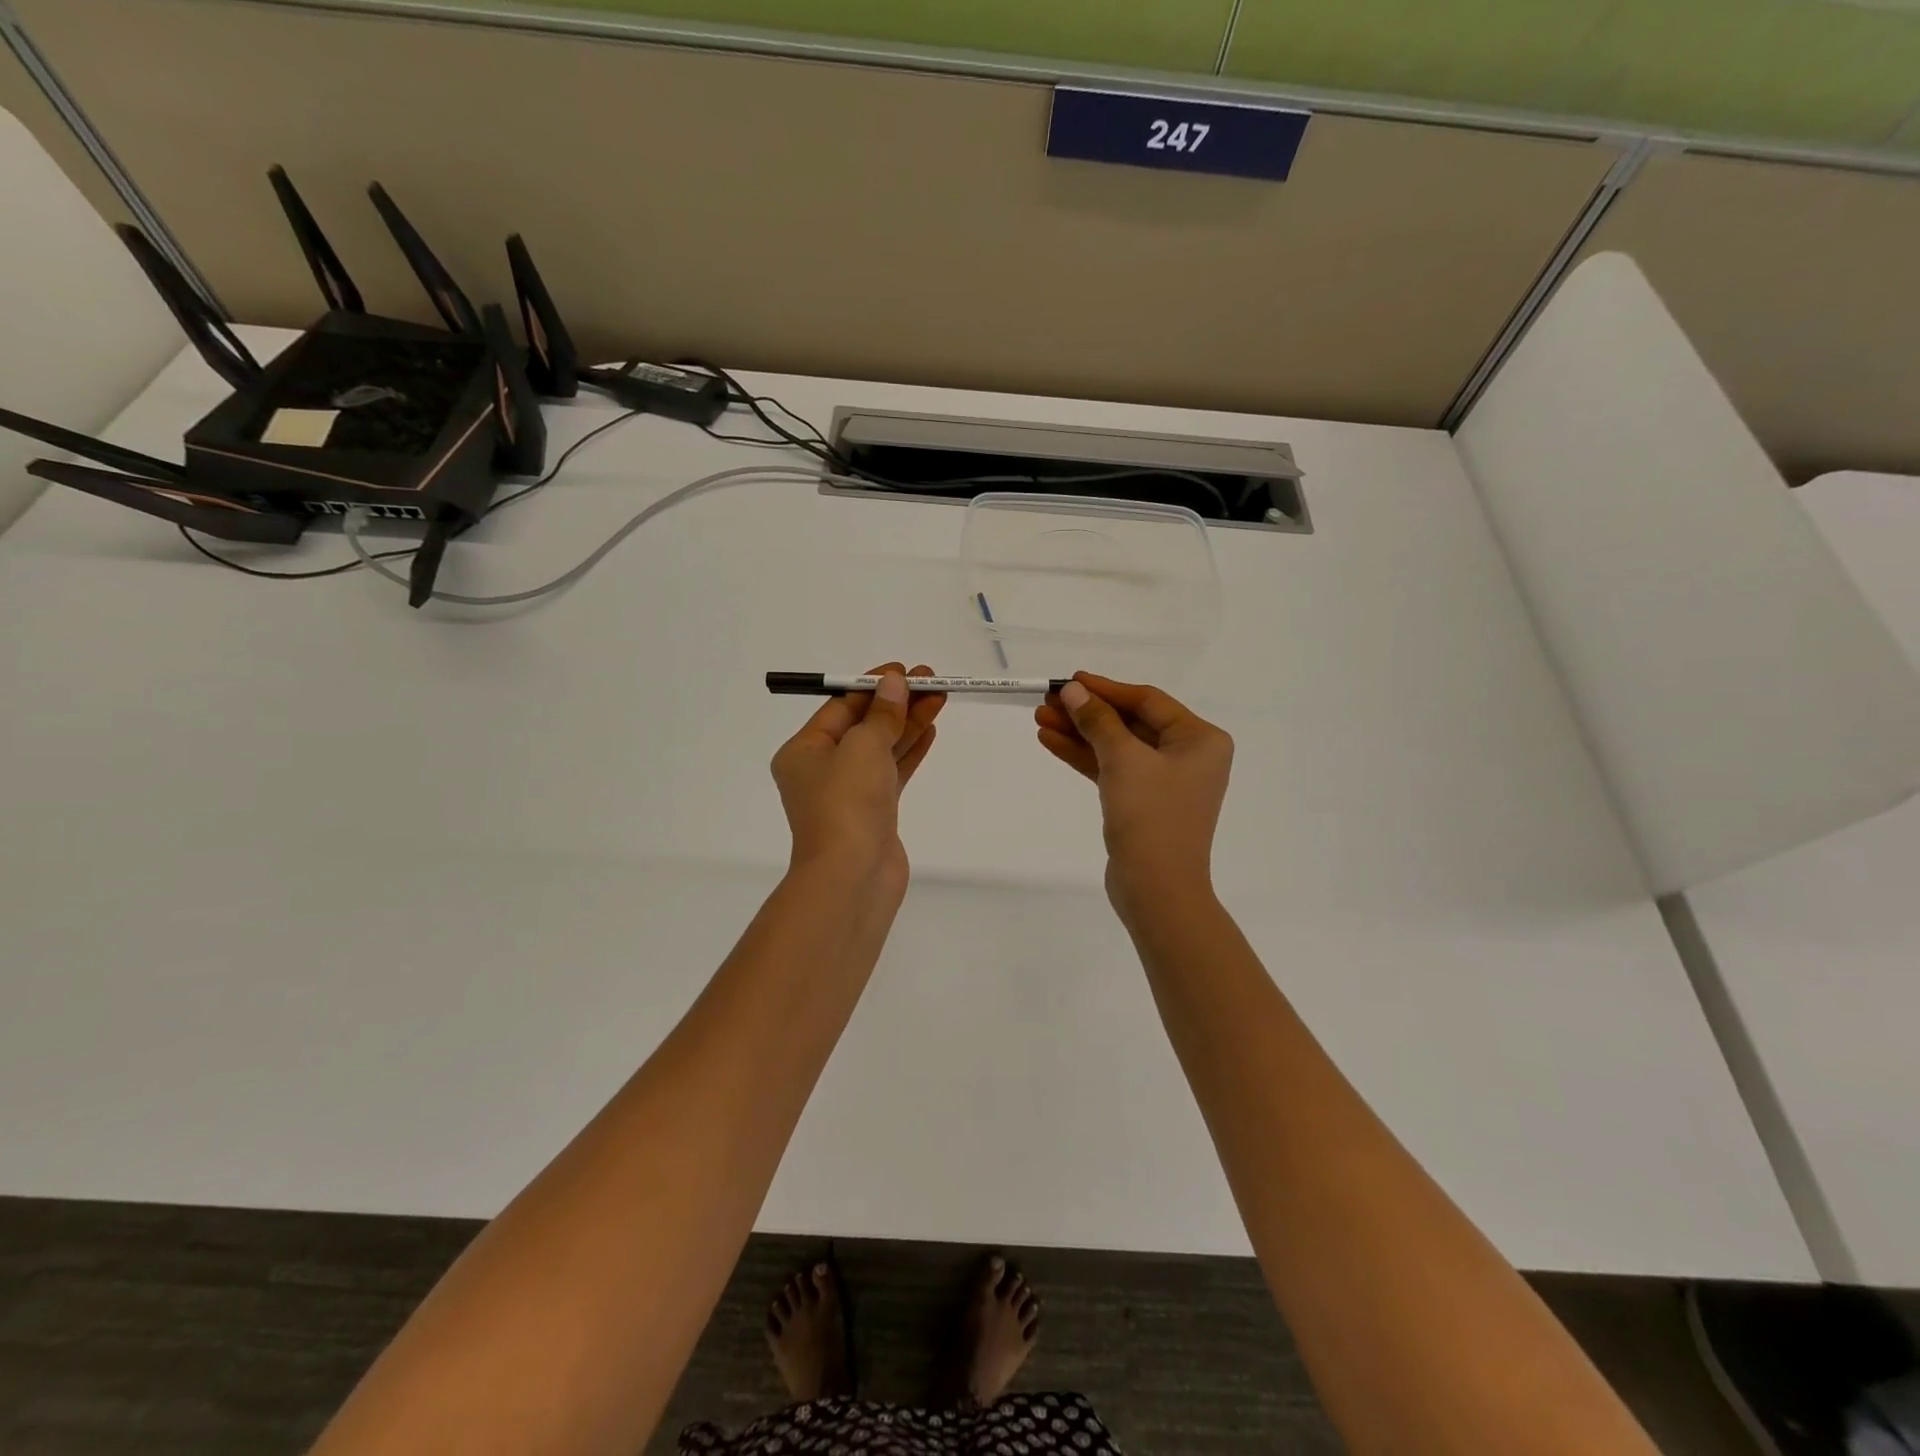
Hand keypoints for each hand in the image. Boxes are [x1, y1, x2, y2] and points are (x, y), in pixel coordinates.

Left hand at [771, 662, 946, 888]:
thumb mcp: (863, 747)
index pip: (840, 707)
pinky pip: (892, 772)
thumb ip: (882, 715)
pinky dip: (910, 751)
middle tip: (932, 680)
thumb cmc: (846, 803)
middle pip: (864, 725)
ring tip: (940, 697)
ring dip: (909, 723)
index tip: (905, 671)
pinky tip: (931, 729)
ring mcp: (849, 793)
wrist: (852, 877)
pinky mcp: (874, 812)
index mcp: (804, 752)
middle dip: (897, 702)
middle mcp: (822, 770)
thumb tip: (894, 684)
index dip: (873, 686)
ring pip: (882, 748)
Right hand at [1035, 672, 1232, 916]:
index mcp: (1199, 739)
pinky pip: (1112, 770)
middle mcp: (1188, 756)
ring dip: (1079, 734)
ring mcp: (1165, 782)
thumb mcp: (1123, 759)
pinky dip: (1084, 757)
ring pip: (1116, 747)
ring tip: (1039, 720)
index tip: (1069, 680)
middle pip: (1129, 723)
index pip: (1147, 701)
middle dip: (1086, 713)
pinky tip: (1051, 742)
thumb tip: (1073, 689)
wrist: (1156, 890)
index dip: (1105, 689)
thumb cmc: (1151, 816)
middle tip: (1047, 701)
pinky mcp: (1143, 804)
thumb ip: (1097, 720)